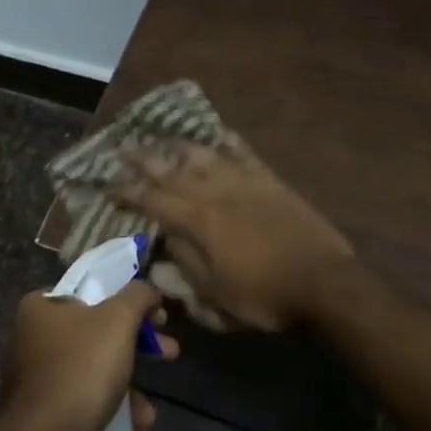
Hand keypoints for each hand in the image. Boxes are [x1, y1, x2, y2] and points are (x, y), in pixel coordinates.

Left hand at [0, 283, 172, 430]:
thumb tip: (149, 289)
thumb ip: (137, 296)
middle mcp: (34, 338)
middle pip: (98, 332)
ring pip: (95, 370)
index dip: (130, 301)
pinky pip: (85, 401)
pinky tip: (134, 427)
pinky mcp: (44, 413)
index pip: (92, 292)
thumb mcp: (117, 320)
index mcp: (42, 307)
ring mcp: (37, 378)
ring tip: (150, 410)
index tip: (158, 318)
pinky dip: (111, 410)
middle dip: (139, 346)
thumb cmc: (80, 369)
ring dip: (130, 386)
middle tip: (170, 353)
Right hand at [116, 138, 354, 331]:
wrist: (322, 282)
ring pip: (206, 156)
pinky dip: (230, 143)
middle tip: (125, 147)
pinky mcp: (271, 182)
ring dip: (181, 147)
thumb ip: (185, 263)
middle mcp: (215, 193)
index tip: (108, 183)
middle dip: (146, 159)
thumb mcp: (214, 295)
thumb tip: (165, 240)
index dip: (128, 192)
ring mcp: (245, 183)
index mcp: (197, 221)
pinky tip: (220, 134)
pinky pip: (245, 155)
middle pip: (173, 171)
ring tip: (165, 138)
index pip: (153, 200)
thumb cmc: (262, 296)